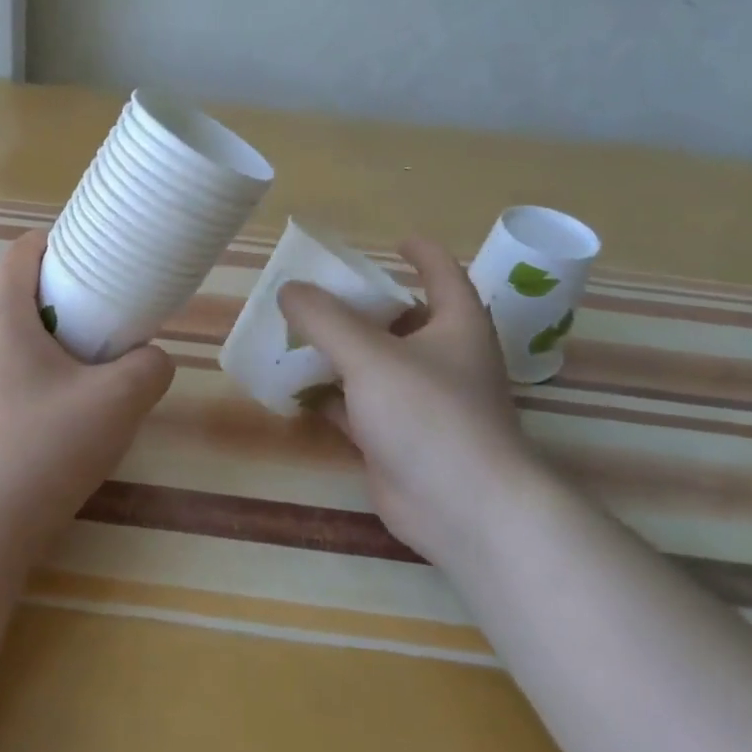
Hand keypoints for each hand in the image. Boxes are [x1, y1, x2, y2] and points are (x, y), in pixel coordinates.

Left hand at [0, 230, 175, 556]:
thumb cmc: (47, 448)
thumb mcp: (120, 402)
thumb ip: (149, 367)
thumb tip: (151, 358)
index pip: (17, 255)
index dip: (48, 245)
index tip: (78, 258)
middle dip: (21, 287)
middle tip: (62, 313)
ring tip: (37, 356)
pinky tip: (17, 398)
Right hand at [277, 238, 548, 563]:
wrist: (463, 510)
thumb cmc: (429, 415)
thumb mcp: (370, 354)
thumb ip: (325, 319)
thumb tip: (288, 289)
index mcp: (455, 326)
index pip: (443, 275)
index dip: (421, 254)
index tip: (393, 242)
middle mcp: (442, 360)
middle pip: (399, 320)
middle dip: (360, 305)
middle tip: (316, 291)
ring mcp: (419, 403)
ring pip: (373, 365)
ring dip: (337, 351)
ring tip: (292, 333)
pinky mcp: (396, 439)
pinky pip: (355, 406)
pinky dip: (327, 395)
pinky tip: (293, 387)